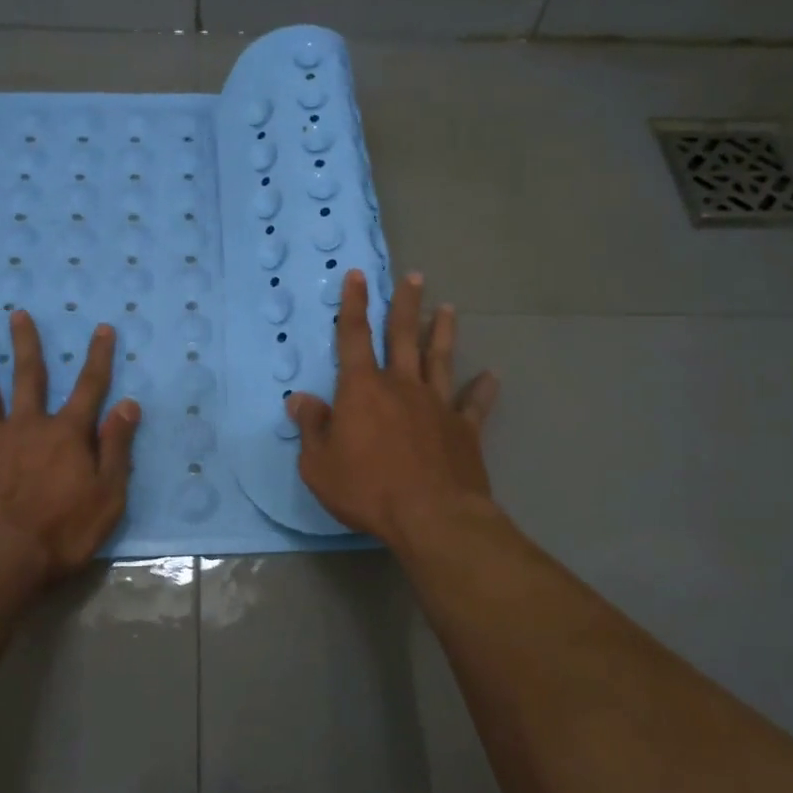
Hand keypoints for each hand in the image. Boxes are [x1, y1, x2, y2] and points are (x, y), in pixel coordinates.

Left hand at [0, 310, 140, 588]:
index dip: (98, 357)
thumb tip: (127, 404)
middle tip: (18, 314)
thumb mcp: (108, 495)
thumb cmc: (62, 533)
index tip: (102, 327)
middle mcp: (28, 426)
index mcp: (67, 434)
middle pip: (29, 377)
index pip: (90, 387)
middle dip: (27, 344)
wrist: (0, 561)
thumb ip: (117, 448)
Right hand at [286, 270, 498, 549]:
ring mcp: (437, 405)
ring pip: (440, 359)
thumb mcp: (319, 465)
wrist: (431, 517)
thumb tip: (300, 399)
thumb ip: (312, 428)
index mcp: (362, 389)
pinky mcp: (464, 429)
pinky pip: (474, 403)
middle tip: (414, 277)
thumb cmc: (366, 490)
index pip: (354, 337)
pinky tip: (492, 376)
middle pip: (404, 336)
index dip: (354, 305)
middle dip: (405, 304)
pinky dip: (483, 388)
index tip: (358, 276)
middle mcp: (402, 386)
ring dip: (443, 332)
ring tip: (449, 308)